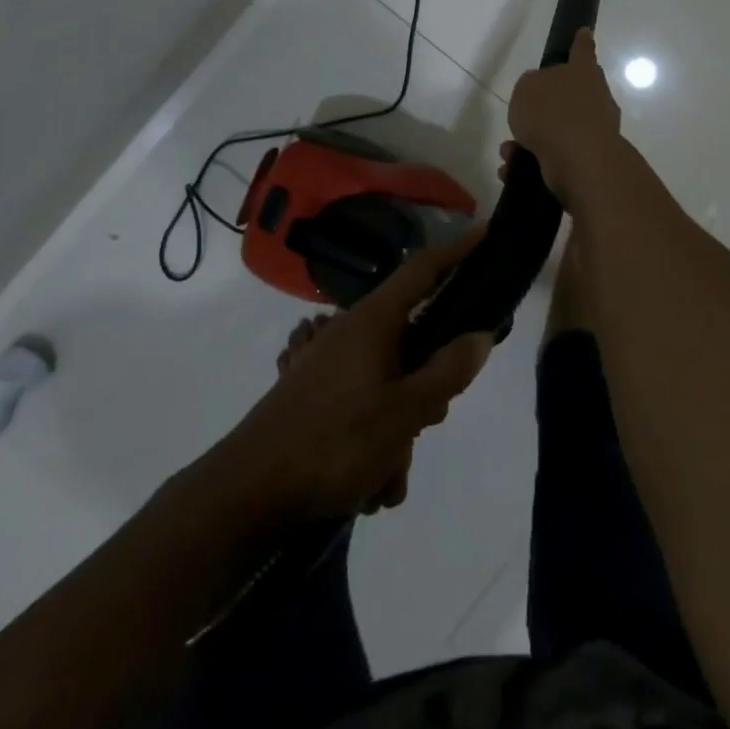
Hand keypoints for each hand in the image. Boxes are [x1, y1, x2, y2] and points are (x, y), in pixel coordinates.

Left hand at [217, 228, 493, 519]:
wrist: (243, 496)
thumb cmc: (332, 443)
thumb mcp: (404, 412)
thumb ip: (447, 372)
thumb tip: (480, 335)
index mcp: (373, 321)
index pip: (423, 269)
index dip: (457, 249)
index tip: (486, 232)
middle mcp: (351, 333)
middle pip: (413, 338)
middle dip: (430, 382)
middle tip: (434, 416)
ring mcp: (330, 365)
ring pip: (391, 383)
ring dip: (401, 429)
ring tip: (389, 476)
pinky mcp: (316, 396)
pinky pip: (365, 407)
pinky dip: (376, 442)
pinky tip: (370, 486)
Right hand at [507, 28, 623, 199]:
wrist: (578, 159)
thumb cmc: (551, 113)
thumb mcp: (527, 88)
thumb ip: (532, 85)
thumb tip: (541, 92)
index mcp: (583, 72)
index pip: (582, 50)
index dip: (580, 42)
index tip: (585, 32)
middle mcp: (595, 98)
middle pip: (572, 94)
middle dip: (546, 106)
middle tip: (523, 115)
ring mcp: (595, 130)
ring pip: (558, 130)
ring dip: (532, 140)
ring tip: (509, 152)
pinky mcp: (589, 159)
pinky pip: (556, 156)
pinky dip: (533, 162)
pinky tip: (513, 170)